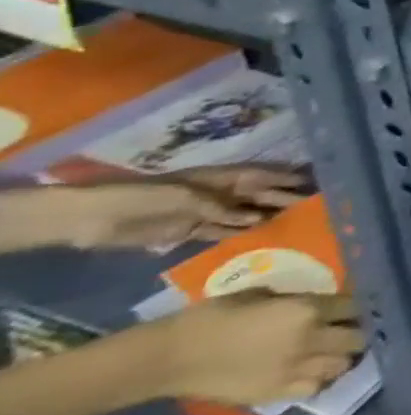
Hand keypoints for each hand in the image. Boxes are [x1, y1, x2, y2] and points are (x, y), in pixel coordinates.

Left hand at [58, 166, 306, 249]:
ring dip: (264, 218)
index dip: (287, 177)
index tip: (315, 182)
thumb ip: (220, 207)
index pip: (262, 175)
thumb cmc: (142, 197)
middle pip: (257, 195)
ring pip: (243, 214)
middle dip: (283, 199)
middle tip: (311, 208)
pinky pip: (220, 232)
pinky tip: (256, 238)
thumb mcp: (184, 197)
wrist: (92, 218)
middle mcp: (218, 193)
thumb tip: (256, 217)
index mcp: (220, 178)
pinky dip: (238, 234)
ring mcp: (203, 212)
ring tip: (291, 225)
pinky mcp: (187, 231)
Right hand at [144, 291, 364, 404]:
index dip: (362, 306)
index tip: (363, 305)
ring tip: (336, 351)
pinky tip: (314, 372)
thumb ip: (298, 300)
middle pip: (356, 338)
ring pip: (341, 365)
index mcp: (308, 311)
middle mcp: (309, 340)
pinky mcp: (274, 394)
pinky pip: (314, 388)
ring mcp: (293, 371)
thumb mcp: (264, 295)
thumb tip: (317, 303)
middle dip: (360, 332)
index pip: (355, 307)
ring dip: (343, 357)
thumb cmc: (214, 317)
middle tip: (354, 329)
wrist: (168, 358)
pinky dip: (321, 379)